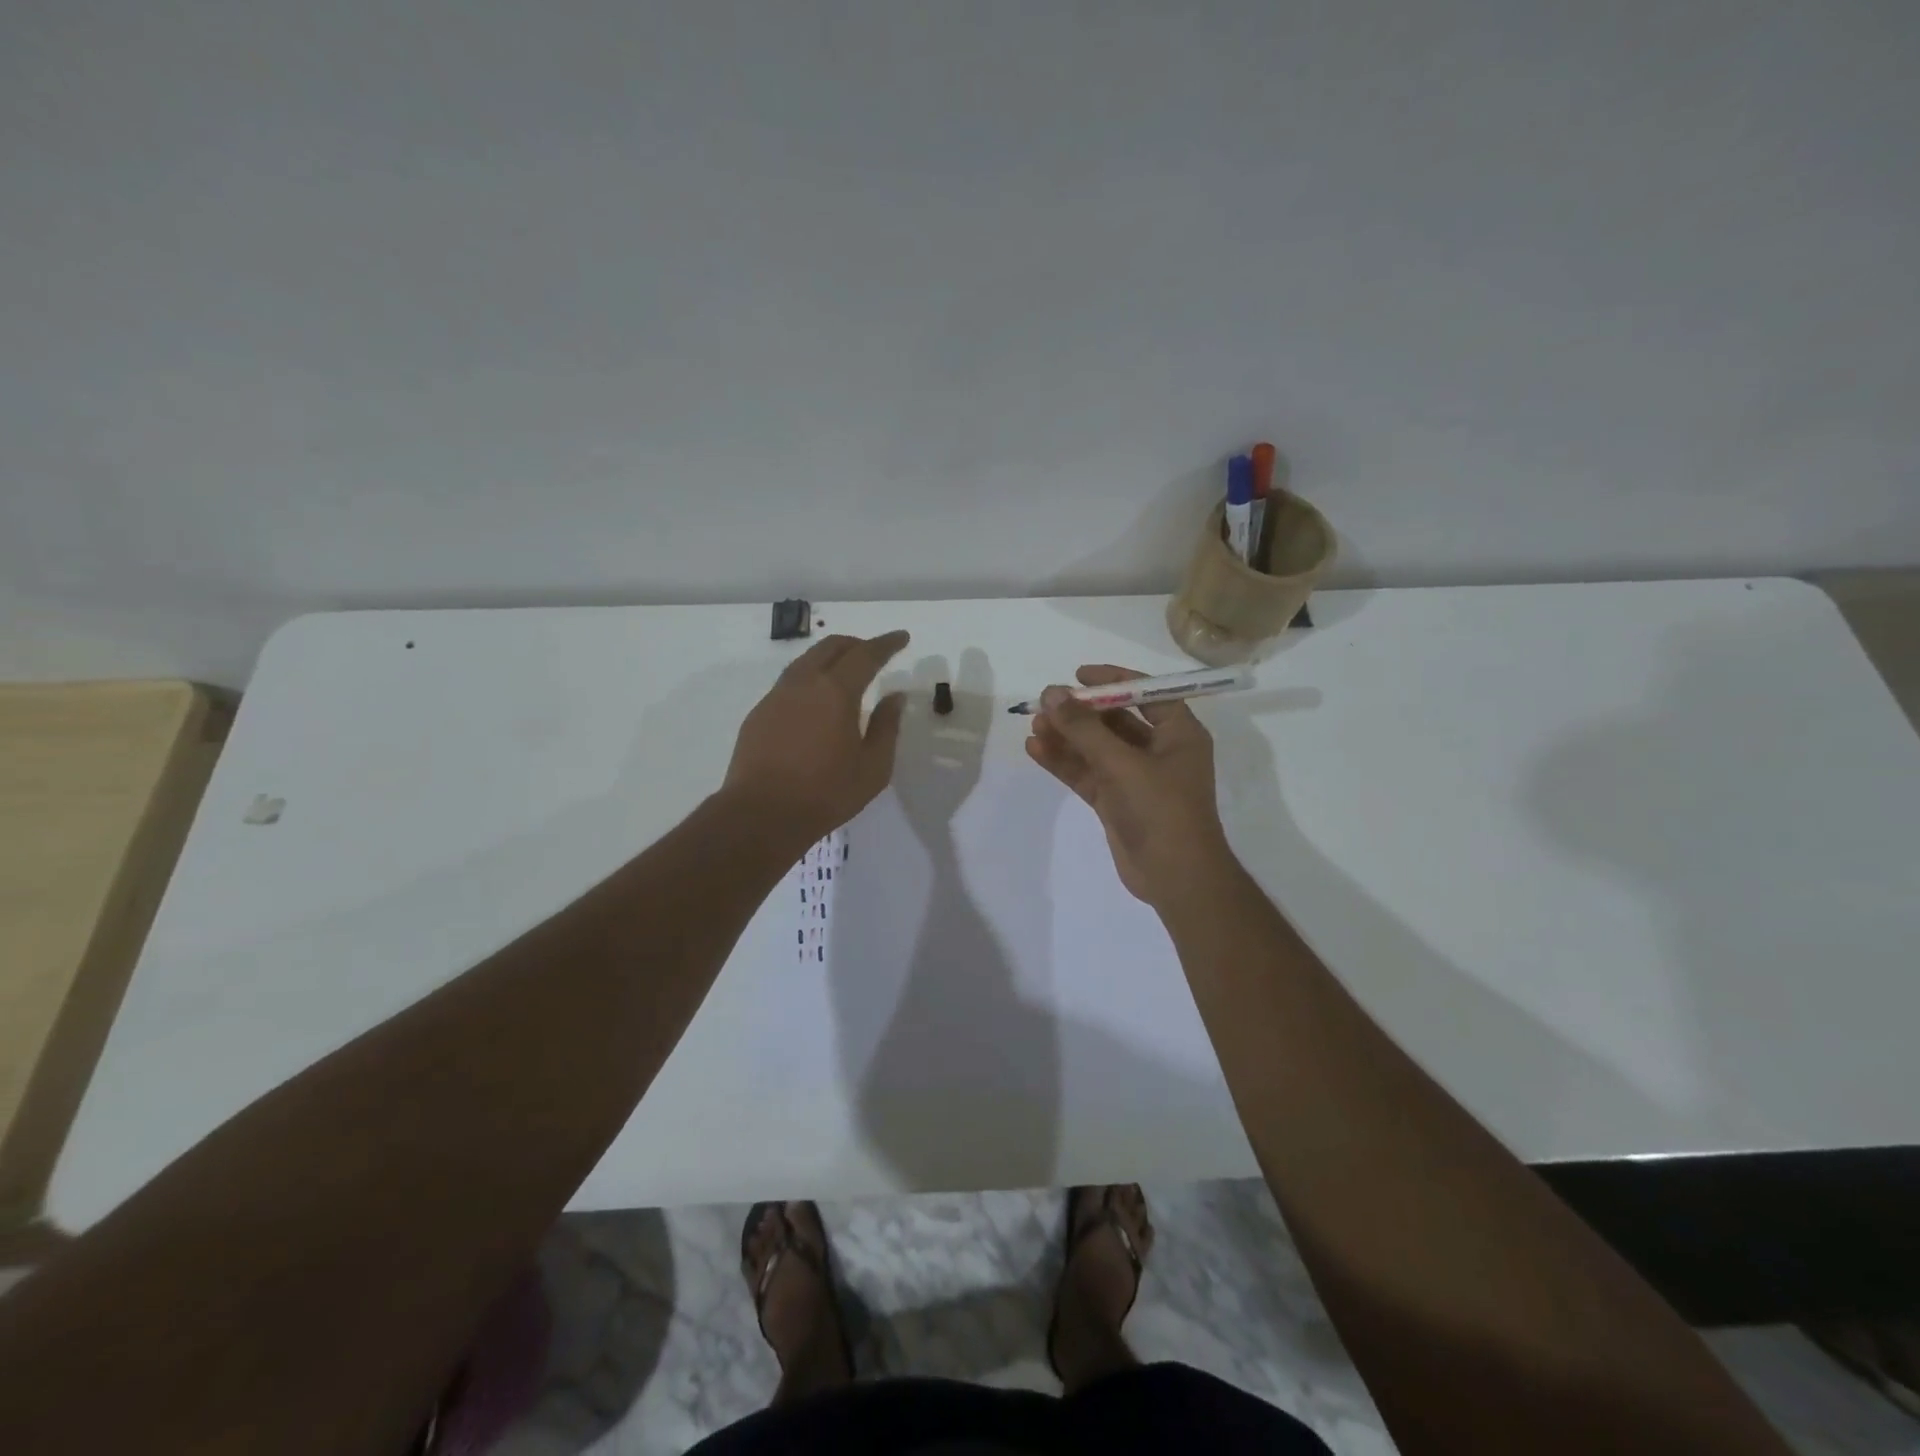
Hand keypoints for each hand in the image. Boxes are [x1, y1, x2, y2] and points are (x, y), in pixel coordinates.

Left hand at [723, 631, 910, 842]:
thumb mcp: (873, 767)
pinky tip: (816, 702)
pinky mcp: (758, 714)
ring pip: (806, 661)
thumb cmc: (826, 794)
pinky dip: (810, 679)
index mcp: (836, 691)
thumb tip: (895, 697)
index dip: (887, 643)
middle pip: (831, 647)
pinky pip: (789, 683)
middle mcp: (803, 684)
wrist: (760, 815)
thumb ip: (887, 727)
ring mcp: (776, 697)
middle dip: (856, 644)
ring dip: (830, 658)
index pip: (866, 654)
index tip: (902, 637)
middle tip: (875, 653)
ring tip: (846, 673)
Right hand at [1024, 664, 1233, 905]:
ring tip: (1034, 725)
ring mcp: (1136, 778)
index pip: (1146, 693)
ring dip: (1067, 737)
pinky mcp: (1116, 801)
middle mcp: (1159, 750)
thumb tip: (1052, 693)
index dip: (1113, 680)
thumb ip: (1085, 729)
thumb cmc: (1162, 810)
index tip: (1078, 675)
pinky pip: (1087, 773)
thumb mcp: (1123, 764)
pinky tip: (1036, 750)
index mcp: (1178, 733)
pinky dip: (1064, 762)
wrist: (1176, 878)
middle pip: (1115, 720)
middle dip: (1080, 712)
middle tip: (1045, 702)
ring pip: (1096, 748)